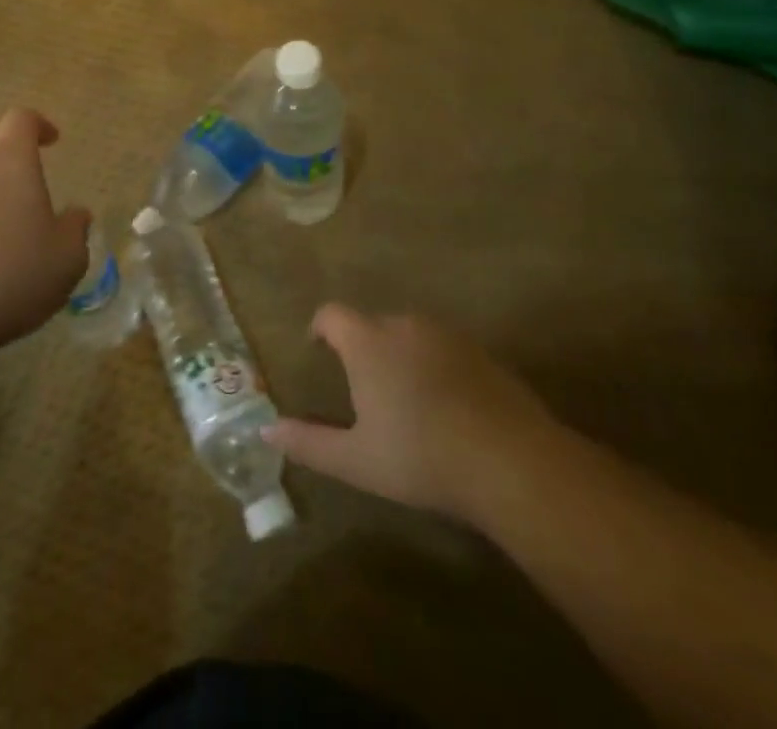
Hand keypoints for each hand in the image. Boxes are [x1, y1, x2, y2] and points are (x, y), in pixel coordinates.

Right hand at [264, 306, 559, 520]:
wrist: (510, 461)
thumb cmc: (420, 457)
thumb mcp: (357, 460)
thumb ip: (309, 442)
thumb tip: (266, 429)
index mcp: (367, 342)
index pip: (332, 314)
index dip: (320, 328)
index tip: (317, 350)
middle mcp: (403, 325)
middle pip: (371, 324)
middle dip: (362, 348)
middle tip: (364, 389)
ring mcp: (446, 334)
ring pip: (409, 335)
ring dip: (400, 355)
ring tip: (405, 399)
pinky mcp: (480, 351)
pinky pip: (444, 348)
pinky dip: (435, 366)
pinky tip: (446, 408)